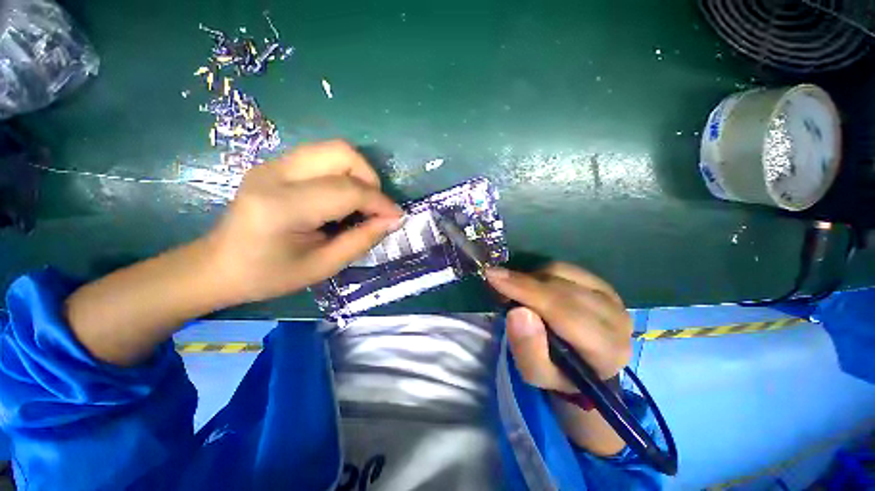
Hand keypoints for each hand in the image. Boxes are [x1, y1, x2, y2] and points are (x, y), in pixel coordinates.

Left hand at [206, 140, 403, 303]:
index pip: (347, 190)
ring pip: (334, 149)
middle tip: (375, 206)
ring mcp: (273, 164)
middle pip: (341, 153)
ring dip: (358, 174)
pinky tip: (341, 198)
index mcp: (283, 207)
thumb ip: (361, 240)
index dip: (380, 202)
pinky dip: (343, 174)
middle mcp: (276, 174)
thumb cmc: (269, 275)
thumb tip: (392, 220)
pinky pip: (323, 157)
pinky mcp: (276, 164)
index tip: (396, 217)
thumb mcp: (323, 267)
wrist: (218, 265)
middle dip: (370, 178)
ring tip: (361, 202)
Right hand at [485, 262, 632, 388]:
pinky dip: (540, 273)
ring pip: (561, 273)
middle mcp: (615, 317)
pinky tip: (532, 287)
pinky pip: (563, 267)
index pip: (563, 311)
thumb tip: (518, 312)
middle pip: (561, 288)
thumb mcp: (535, 373)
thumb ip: (528, 349)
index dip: (526, 290)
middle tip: (496, 282)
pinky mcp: (600, 282)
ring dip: (531, 278)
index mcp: (605, 349)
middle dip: (523, 282)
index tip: (493, 276)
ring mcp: (611, 296)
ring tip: (516, 292)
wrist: (584, 364)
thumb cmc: (558, 372)